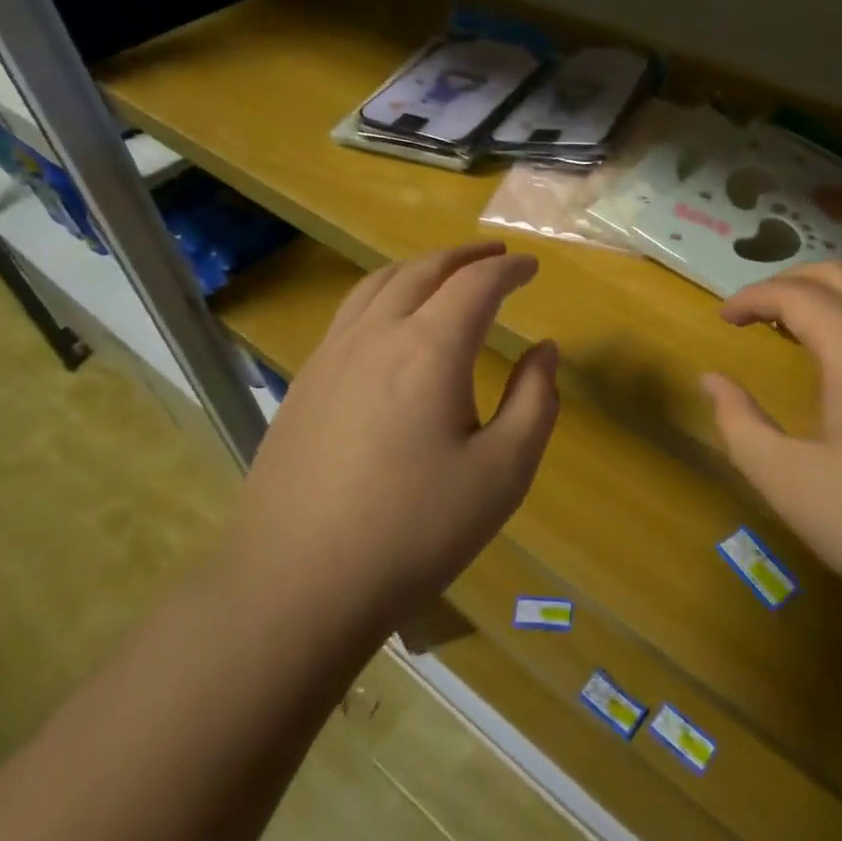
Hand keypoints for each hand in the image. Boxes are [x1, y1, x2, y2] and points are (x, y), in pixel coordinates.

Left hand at [230, 242, 559, 628]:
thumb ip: (535, 402)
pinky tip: (390, 320)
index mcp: (429, 349)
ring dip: (420, 267)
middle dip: (464, 256)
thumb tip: (545, 351)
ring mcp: (331, 356)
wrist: (296, 584)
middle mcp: (377, 335)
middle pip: (424, 270)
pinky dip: (383, 292)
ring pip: (378, 283)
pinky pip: (350, 312)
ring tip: (445, 272)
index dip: (510, 270)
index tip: (532, 267)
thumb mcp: (502, 473)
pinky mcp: (304, 382)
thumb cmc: (414, 530)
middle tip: (494, 256)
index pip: (477, 284)